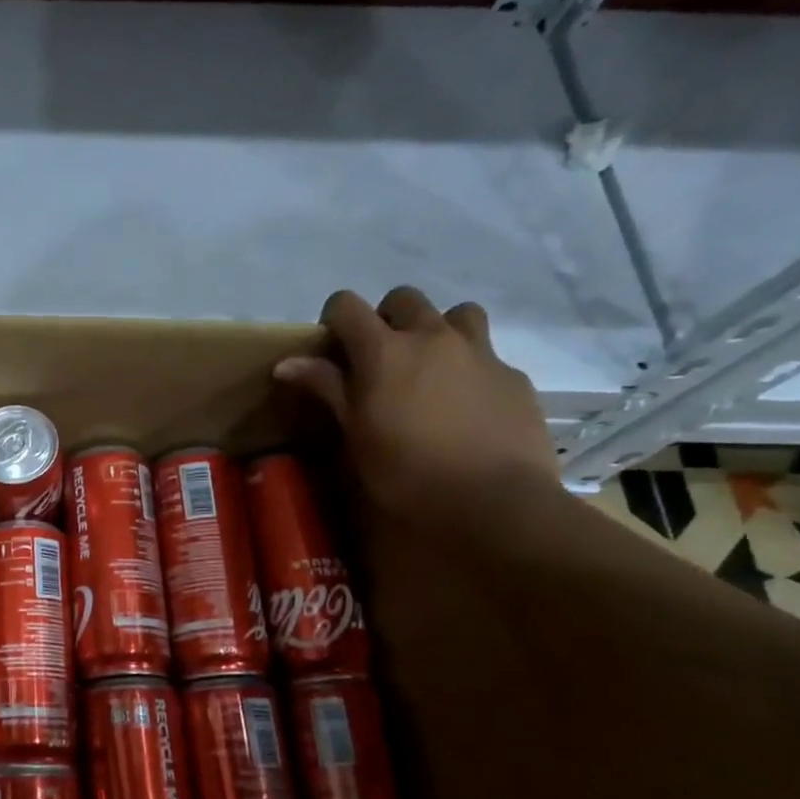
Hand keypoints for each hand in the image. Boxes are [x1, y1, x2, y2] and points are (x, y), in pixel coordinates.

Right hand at [274, 288, 557, 526]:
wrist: (492, 499)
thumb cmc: (405, 471)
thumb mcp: (355, 433)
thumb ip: (327, 389)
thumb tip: (286, 363)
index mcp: (385, 351)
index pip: (348, 305)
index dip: (334, 318)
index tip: (331, 347)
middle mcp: (433, 337)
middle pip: (405, 299)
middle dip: (386, 318)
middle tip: (379, 358)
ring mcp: (480, 353)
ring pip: (458, 313)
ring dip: (437, 329)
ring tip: (429, 367)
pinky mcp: (513, 375)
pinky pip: (487, 353)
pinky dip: (469, 366)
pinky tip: (464, 404)